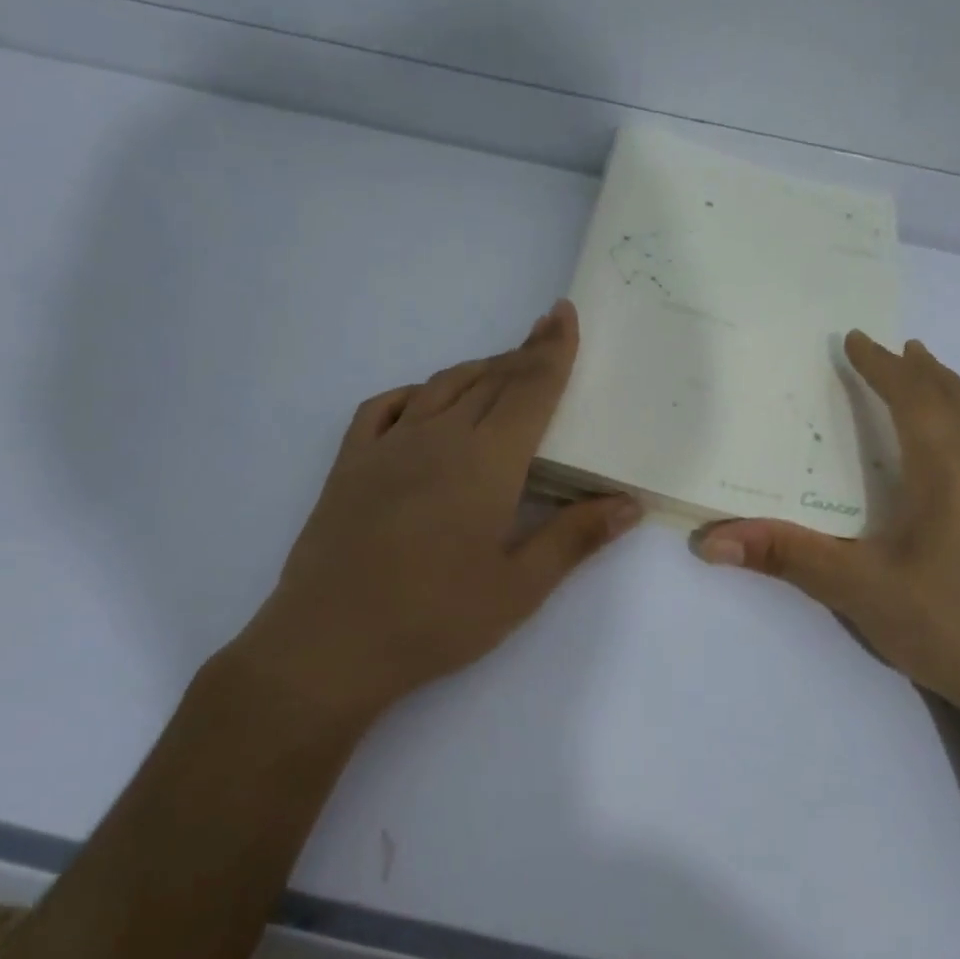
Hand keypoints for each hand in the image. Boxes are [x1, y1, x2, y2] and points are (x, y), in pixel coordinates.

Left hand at [228, 300, 639, 729]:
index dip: (552, 351)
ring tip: (502, 369)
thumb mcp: (519, 587)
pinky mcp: (350, 464)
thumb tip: (629, 504)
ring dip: (477, 370)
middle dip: (523, 355)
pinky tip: (423, 401)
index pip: (529, 390)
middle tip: (547, 336)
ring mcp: (387, 446)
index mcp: (485, 461)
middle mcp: (438, 437)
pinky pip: (384, 407)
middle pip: (490, 381)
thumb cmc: (436, 619)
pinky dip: (414, 393)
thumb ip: (575, 538)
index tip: (564, 314)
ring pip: (442, 387)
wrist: (330, 644)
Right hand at [693, 331, 959, 731]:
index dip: (880, 366)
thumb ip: (786, 555)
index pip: (911, 397)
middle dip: (920, 370)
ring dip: (955, 393)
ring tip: (935, 377)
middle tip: (896, 348)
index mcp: (946, 469)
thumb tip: (710, 540)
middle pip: (953, 399)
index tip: (856, 338)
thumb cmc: (947, 625)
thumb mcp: (857, 588)